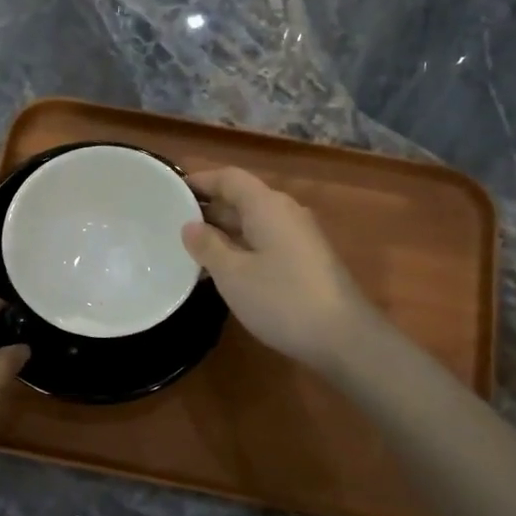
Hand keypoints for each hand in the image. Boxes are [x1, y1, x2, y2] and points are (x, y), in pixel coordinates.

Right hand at [181, 167, 376, 372]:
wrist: (343, 337)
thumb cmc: (282, 299)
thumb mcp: (233, 274)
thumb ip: (208, 246)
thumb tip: (190, 226)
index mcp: (267, 206)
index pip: (229, 178)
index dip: (201, 181)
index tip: (171, 192)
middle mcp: (286, 212)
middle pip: (242, 198)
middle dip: (209, 209)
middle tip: (173, 224)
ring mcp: (300, 237)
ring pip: (254, 223)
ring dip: (224, 232)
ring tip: (191, 250)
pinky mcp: (306, 260)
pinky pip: (266, 242)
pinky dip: (241, 248)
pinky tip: (224, 271)